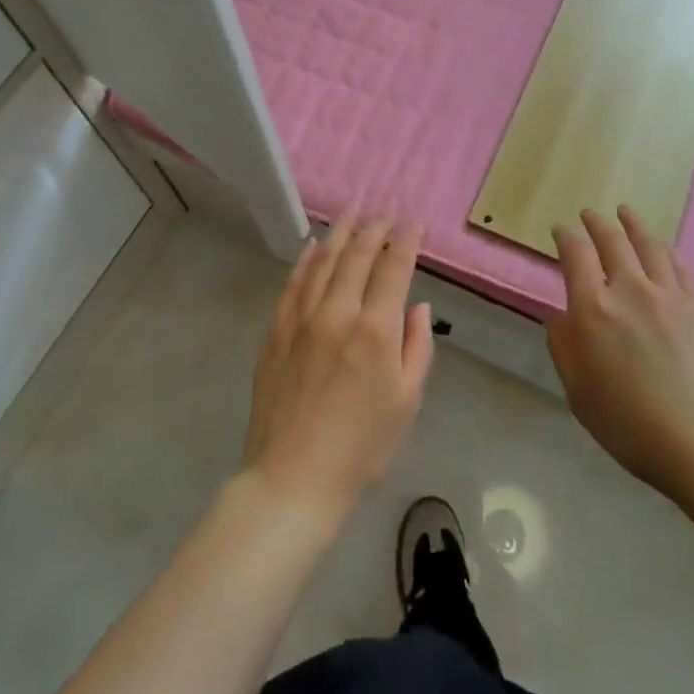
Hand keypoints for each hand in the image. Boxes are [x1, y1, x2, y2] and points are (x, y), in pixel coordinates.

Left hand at [242, 214, 433, 525]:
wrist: (293, 479)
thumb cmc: (363, 447)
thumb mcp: (408, 402)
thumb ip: (417, 347)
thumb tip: (417, 306)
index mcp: (375, 330)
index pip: (394, 268)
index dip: (406, 241)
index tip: (413, 222)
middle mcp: (337, 313)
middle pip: (357, 256)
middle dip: (374, 230)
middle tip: (384, 213)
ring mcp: (301, 320)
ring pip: (322, 262)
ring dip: (340, 234)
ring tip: (351, 213)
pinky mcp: (276, 333)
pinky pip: (293, 284)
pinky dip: (305, 260)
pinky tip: (312, 246)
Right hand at [548, 207, 693, 510]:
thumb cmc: (633, 427)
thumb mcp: (579, 394)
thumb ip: (564, 348)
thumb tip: (560, 315)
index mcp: (592, 310)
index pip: (575, 255)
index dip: (566, 236)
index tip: (561, 229)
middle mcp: (629, 290)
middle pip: (612, 241)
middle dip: (596, 223)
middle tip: (589, 214)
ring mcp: (669, 294)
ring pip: (648, 245)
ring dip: (632, 224)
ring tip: (625, 212)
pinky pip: (678, 264)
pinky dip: (664, 248)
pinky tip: (661, 246)